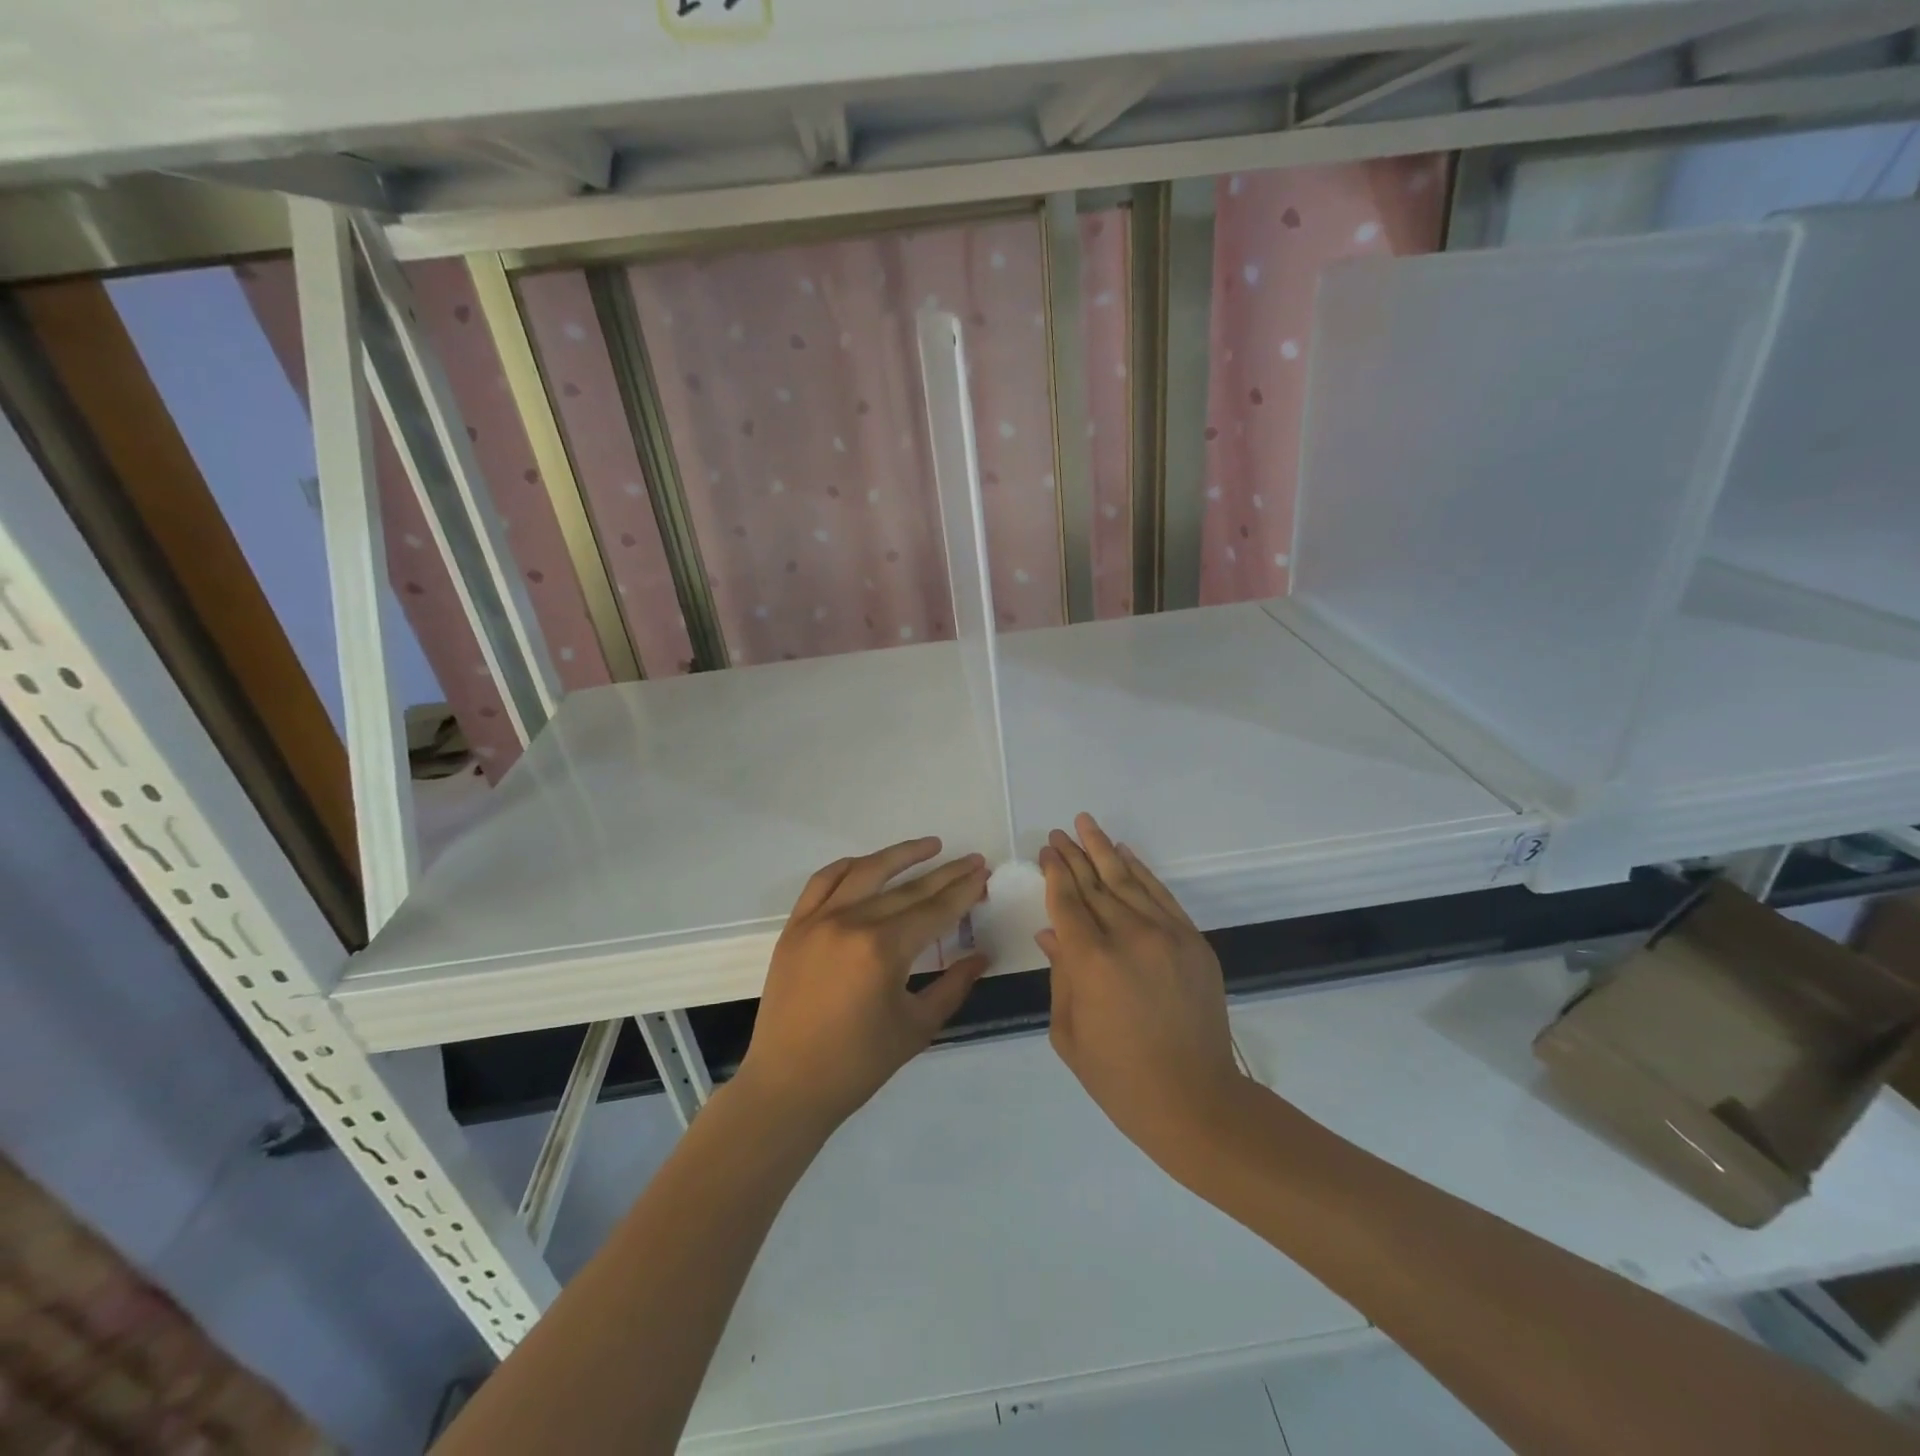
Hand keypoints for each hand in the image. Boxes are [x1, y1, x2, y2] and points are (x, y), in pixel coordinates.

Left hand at [737, 838, 989, 1137]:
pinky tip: (869, 864)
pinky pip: (823, 882)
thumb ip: (953, 985)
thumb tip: (981, 955)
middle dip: (945, 874)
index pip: (934, 910)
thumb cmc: (858, 1064)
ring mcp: (818, 920)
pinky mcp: (795, 927)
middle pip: (908, 889)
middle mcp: (851, 923)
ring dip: (900, 855)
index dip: (963, 891)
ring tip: (931, 846)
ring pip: (866, 872)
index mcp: (883, 950)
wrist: (788, 1085)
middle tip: (972, 860)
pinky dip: (849, 867)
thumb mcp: (917, 1027)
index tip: (983, 873)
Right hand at [1038, 815, 1249, 1173]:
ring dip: (1104, 851)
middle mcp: (1128, 936)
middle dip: (1074, 855)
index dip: (1054, 873)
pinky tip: (1124, 854)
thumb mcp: (1069, 1032)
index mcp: (1090, 961)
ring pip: (1128, 881)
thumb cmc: (1119, 1077)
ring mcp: (1166, 935)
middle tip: (1058, 833)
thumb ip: (1060, 974)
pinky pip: (1162, 896)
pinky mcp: (1193, 942)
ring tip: (1086, 825)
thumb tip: (1052, 933)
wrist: (1195, 1100)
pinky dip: (1142, 872)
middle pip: (1095, 884)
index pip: (1067, 901)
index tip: (1046, 851)